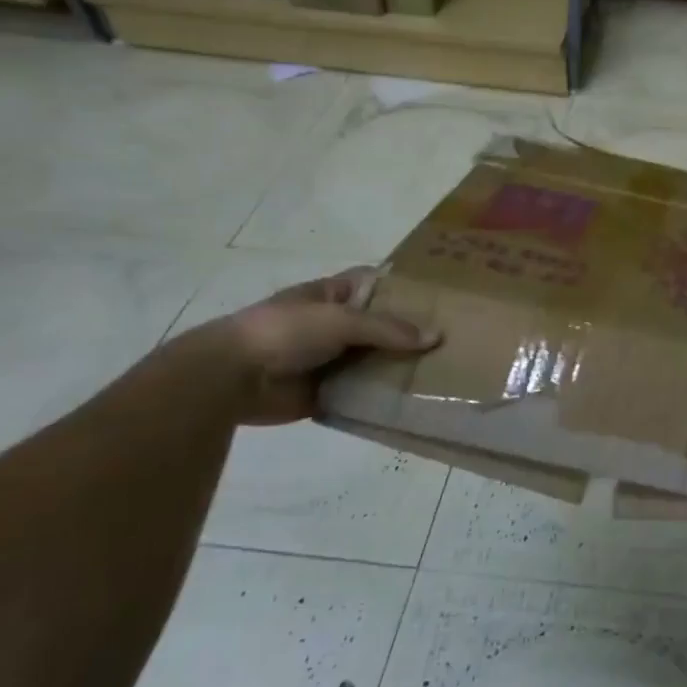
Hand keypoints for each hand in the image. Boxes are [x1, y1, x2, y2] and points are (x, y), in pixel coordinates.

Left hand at [193, 268, 439, 426]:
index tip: (444, 298)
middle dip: (411, 334)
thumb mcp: (340, 319)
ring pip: (374, 362)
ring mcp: (330, 361)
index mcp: (333, 296)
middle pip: (381, 327)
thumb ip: (388, 329)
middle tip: (455, 342)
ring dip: (400, 368)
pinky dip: (382, 399)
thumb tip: (436, 337)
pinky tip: (414, 402)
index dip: (406, 288)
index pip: (377, 285)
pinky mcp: (326, 394)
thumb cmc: (285, 331)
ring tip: (443, 374)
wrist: (231, 378)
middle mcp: (334, 326)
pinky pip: (361, 395)